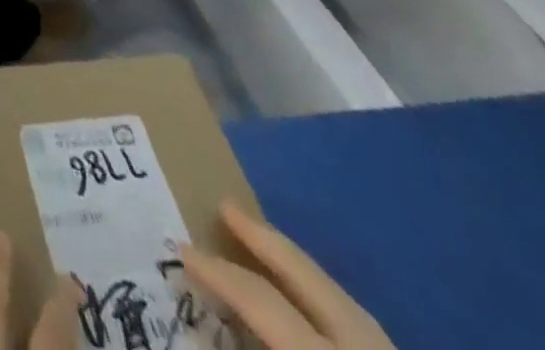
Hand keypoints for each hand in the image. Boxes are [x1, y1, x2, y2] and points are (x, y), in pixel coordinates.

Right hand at [181, 201, 395, 349]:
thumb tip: (205, 342)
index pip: (265, 306)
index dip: (220, 277)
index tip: (182, 252)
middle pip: (314, 284)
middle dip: (267, 242)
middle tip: (225, 207)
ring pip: (345, 303)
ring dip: (298, 269)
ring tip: (264, 244)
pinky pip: (363, 329)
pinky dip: (328, 304)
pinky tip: (312, 307)